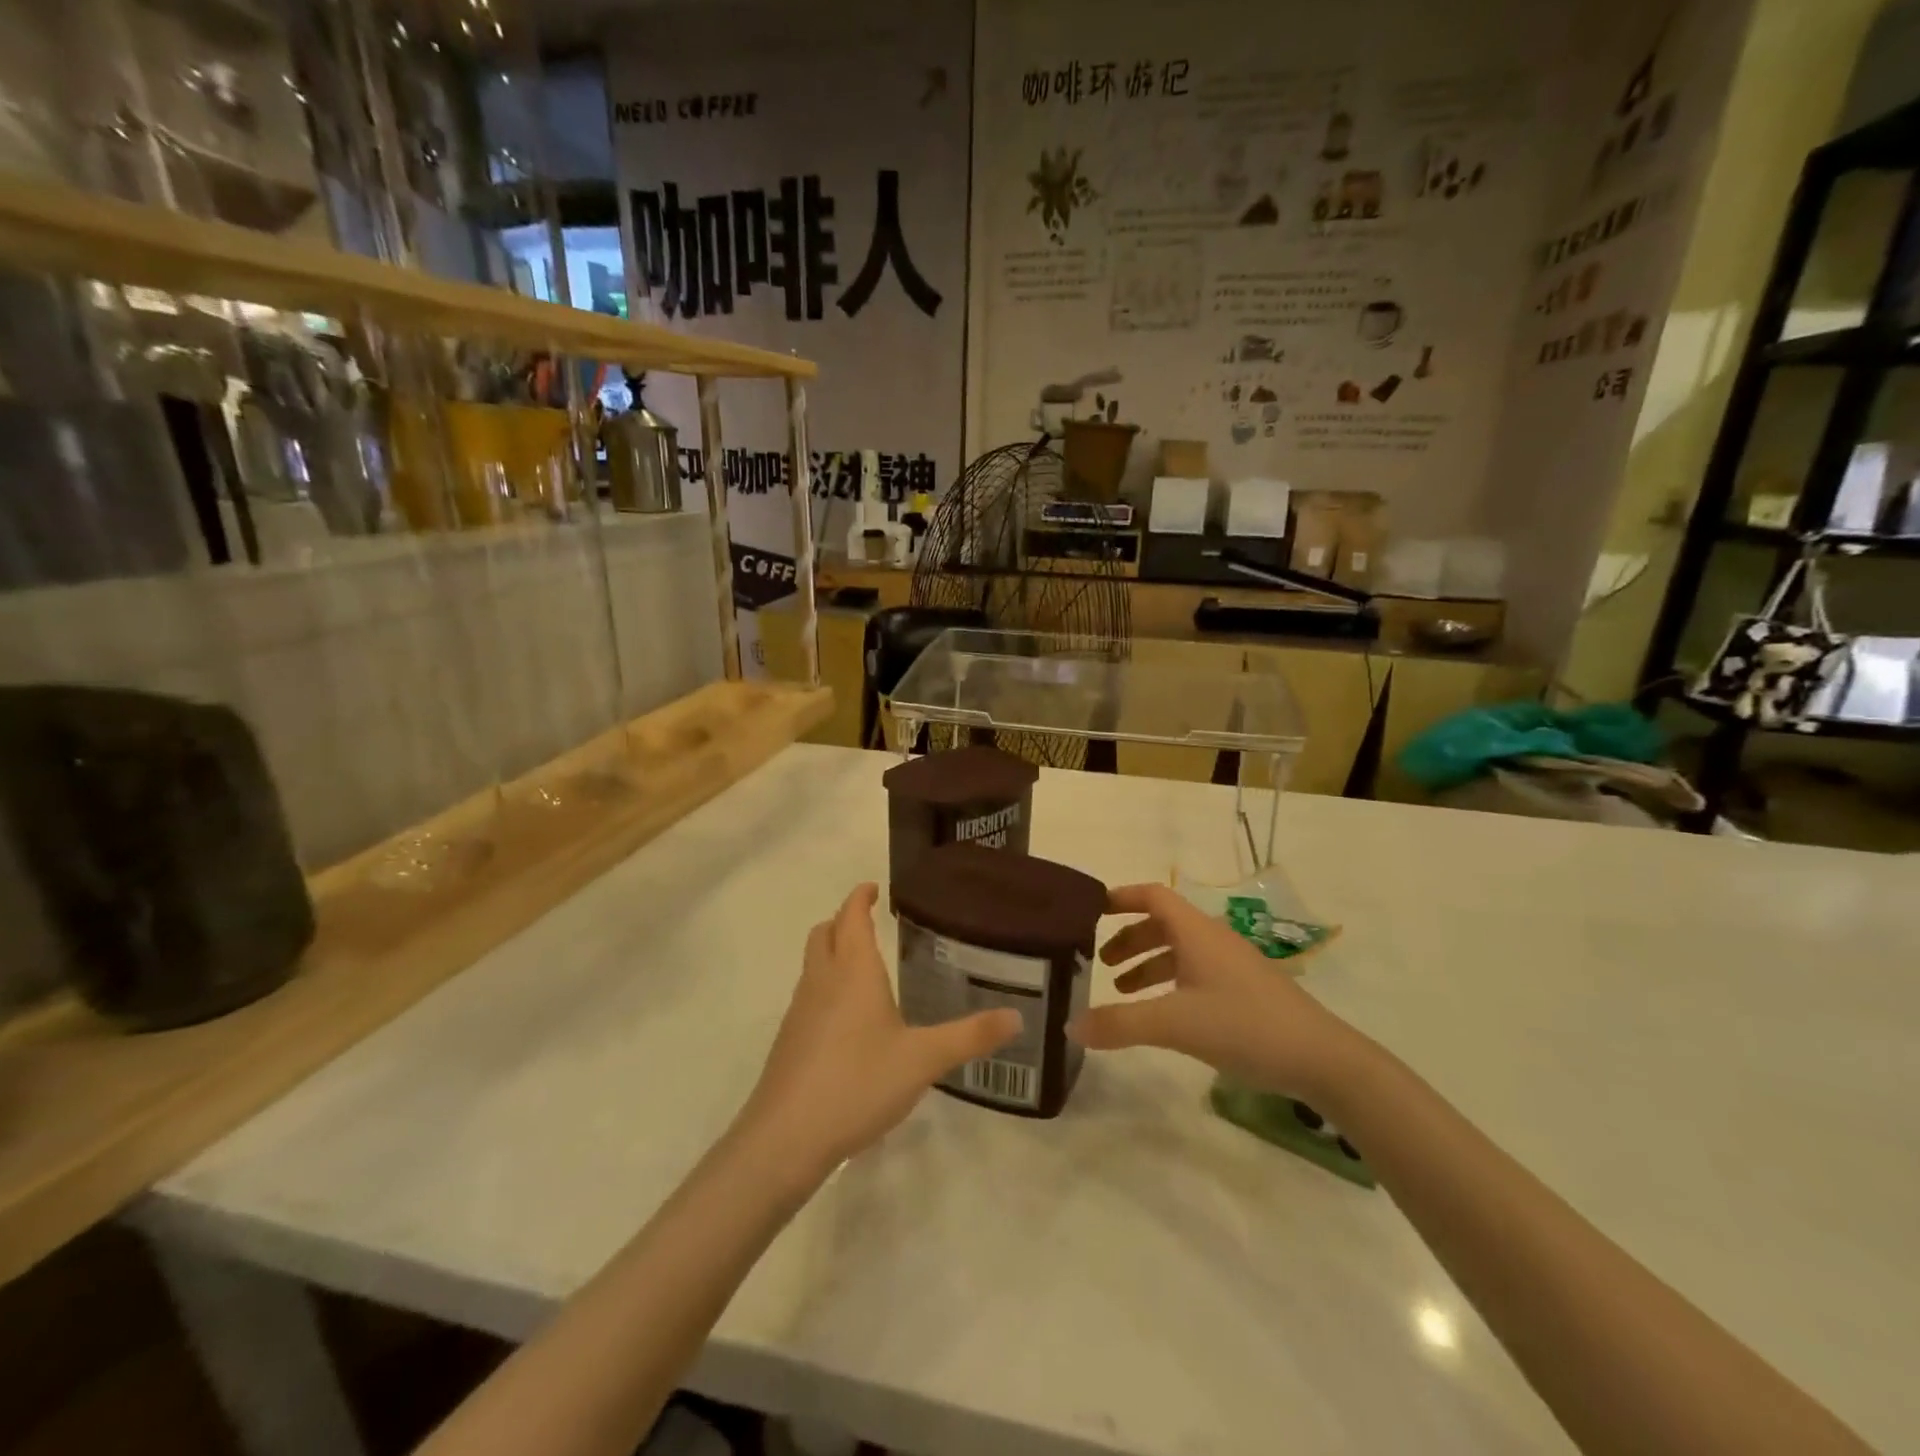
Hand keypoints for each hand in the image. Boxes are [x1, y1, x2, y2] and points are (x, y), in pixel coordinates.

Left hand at [738, 884, 1019, 1179]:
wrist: (786, 1138)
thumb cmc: (858, 1083)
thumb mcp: (924, 1060)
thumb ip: (970, 1036)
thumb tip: (1017, 1017)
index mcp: (853, 971)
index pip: (851, 916)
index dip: (860, 897)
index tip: (873, 888)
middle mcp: (822, 981)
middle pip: (824, 933)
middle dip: (843, 921)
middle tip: (869, 924)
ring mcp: (800, 1012)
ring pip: (813, 965)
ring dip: (832, 954)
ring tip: (863, 970)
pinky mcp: (789, 1042)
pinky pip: (808, 997)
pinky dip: (825, 989)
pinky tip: (848, 1022)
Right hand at [1069, 883, 1362, 1100]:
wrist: (1323, 1059)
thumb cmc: (1245, 1025)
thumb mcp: (1175, 1024)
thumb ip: (1121, 1024)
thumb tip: (1070, 1027)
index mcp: (1196, 932)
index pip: (1152, 896)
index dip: (1121, 897)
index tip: (1091, 910)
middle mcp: (1212, 940)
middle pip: (1162, 924)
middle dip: (1128, 938)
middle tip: (1099, 961)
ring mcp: (1231, 965)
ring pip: (1179, 951)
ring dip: (1147, 964)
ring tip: (1121, 991)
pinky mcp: (1244, 991)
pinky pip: (1195, 973)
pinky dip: (1169, 984)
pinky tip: (1162, 1014)